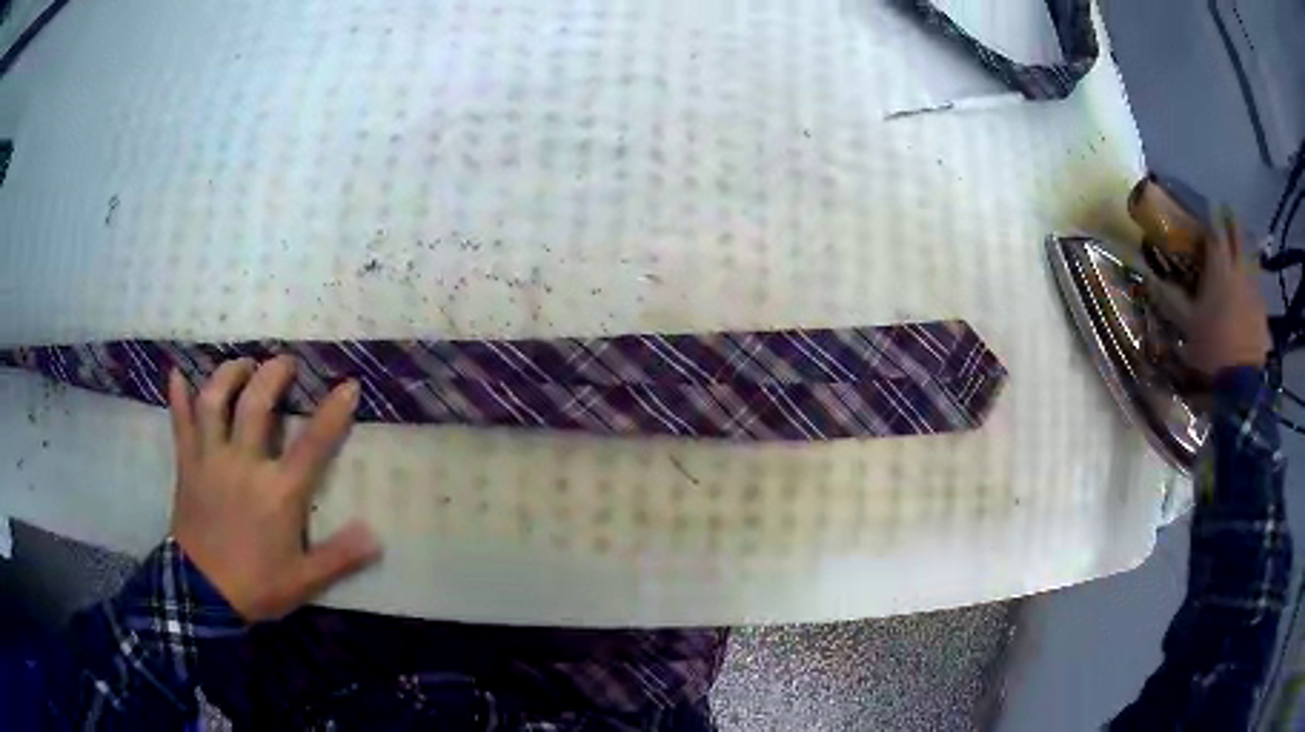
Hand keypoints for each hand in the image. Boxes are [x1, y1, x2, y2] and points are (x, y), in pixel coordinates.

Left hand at [168, 356, 381, 621]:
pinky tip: (177, 374)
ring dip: (229, 375)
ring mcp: (211, 460)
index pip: (313, 444)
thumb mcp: (306, 580)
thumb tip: (376, 536)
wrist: (204, 596)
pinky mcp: (187, 466)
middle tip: (285, 362)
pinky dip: (178, 397)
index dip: (333, 412)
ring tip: (242, 363)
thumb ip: (340, 557)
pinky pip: (181, 424)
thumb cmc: (257, 586)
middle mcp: (245, 464)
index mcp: (279, 491)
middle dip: (273, 374)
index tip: (348, 385)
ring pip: (216, 402)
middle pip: (257, 403)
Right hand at [1151, 212, 1270, 376]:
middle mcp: (1239, 270)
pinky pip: (1257, 288)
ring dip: (1244, 250)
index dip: (1211, 216)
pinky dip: (1252, 282)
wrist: (1241, 385)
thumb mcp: (1186, 326)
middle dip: (1231, 222)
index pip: (1215, 230)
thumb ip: (1171, 298)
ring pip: (1250, 259)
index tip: (1207, 208)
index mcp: (1219, 268)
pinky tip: (1248, 292)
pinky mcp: (1263, 312)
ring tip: (1239, 250)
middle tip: (1226, 214)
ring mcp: (1255, 291)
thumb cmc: (1211, 349)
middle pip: (1237, 235)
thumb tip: (1150, 277)